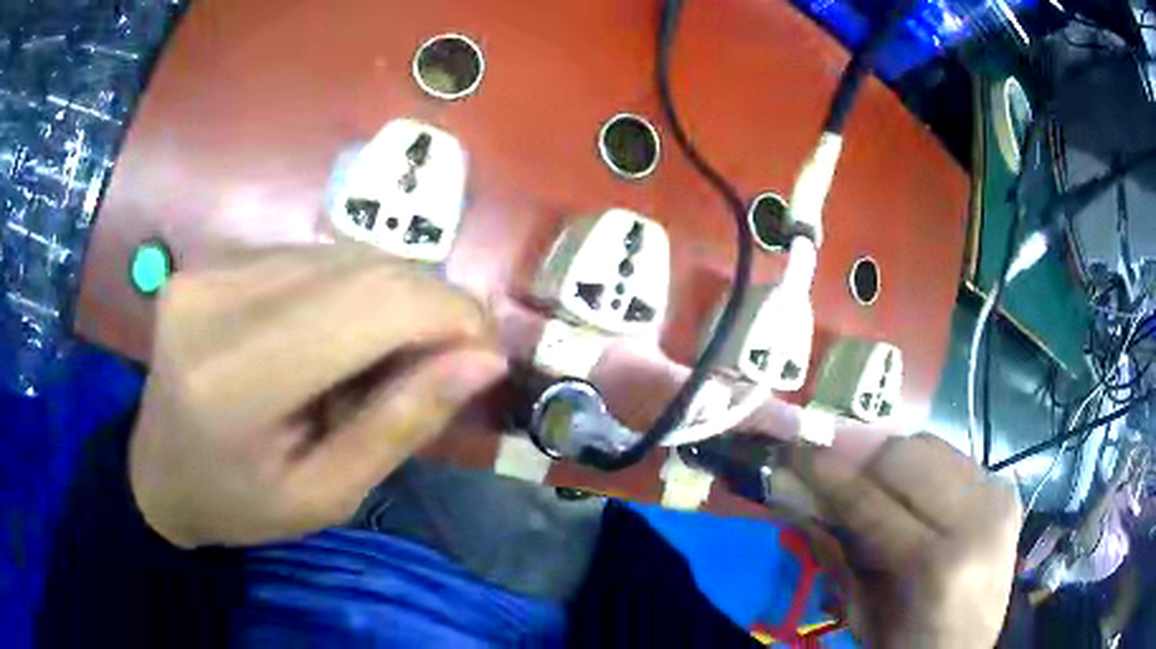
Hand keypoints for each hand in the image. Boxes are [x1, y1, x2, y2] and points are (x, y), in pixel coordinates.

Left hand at [129, 244, 506, 547]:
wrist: (158, 470)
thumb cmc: (238, 503)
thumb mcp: (326, 495)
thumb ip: (400, 424)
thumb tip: (483, 360)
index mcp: (234, 381)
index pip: (367, 307)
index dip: (446, 314)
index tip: (485, 351)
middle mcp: (215, 300)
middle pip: (359, 268)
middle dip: (429, 304)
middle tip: (449, 357)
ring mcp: (210, 265)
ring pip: (341, 253)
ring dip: (389, 298)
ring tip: (383, 357)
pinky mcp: (214, 254)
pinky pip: (310, 255)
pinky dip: (348, 289)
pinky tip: (338, 334)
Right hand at [793, 433, 1021, 647]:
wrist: (970, 648)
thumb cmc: (907, 643)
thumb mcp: (862, 612)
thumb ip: (837, 551)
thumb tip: (799, 496)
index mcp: (935, 565)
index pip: (871, 500)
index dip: (826, 473)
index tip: (792, 453)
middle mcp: (975, 518)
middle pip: (906, 454)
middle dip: (860, 455)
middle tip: (829, 464)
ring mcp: (997, 497)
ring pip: (931, 445)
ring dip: (891, 459)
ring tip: (869, 478)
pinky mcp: (1005, 489)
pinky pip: (953, 458)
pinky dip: (922, 468)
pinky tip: (910, 490)